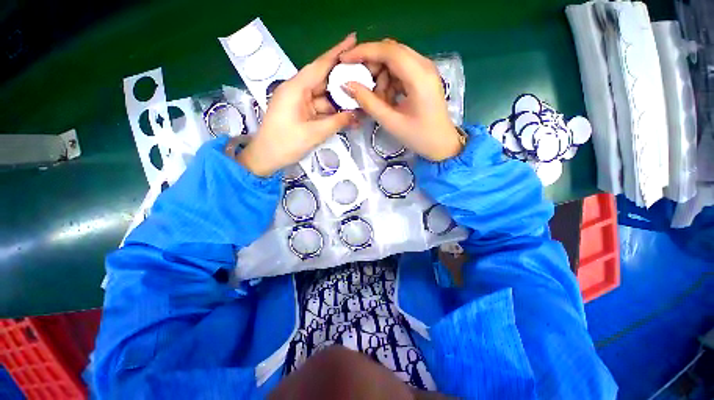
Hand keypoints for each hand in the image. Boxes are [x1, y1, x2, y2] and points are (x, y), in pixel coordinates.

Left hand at [234, 34, 358, 175]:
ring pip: (324, 97)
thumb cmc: (286, 144)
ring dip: (340, 101)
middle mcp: (297, 90)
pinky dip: (333, 112)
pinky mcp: (301, 112)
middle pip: (324, 80)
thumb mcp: (314, 133)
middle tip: (364, 75)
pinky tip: (347, 115)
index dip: (337, 52)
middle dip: (343, 79)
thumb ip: (337, 122)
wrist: (266, 158)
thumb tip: (356, 115)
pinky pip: (321, 108)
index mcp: (296, 88)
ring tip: (360, 101)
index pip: (320, 65)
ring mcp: (299, 102)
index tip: (354, 39)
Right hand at [339, 39, 461, 160]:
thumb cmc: (419, 137)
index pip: (388, 51)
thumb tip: (347, 85)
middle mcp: (424, 66)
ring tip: (379, 101)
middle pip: (391, 52)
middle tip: (360, 85)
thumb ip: (368, 102)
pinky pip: (400, 72)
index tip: (344, 60)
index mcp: (419, 76)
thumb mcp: (391, 122)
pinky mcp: (423, 78)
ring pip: (394, 62)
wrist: (442, 144)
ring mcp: (425, 71)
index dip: (363, 52)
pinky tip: (388, 100)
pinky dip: (389, 83)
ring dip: (381, 78)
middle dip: (372, 65)